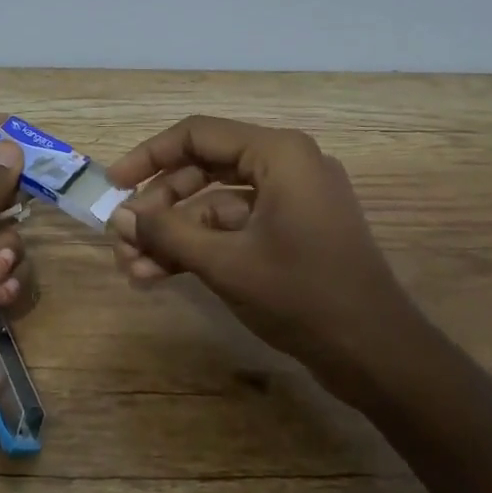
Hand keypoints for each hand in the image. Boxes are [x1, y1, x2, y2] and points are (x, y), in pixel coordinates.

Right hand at [103, 116, 422, 392]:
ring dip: (175, 235)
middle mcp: (285, 165)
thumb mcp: (225, 262)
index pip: (197, 136)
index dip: (149, 157)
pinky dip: (201, 248)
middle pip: (203, 169)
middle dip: (160, 206)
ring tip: (132, 268)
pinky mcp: (292, 232)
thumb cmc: (302, 295)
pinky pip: (236, 228)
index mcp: (278, 153)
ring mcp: (291, 201)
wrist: (378, 356)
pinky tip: (160, 276)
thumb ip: (167, 233)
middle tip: (122, 237)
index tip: (113, 185)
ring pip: (215, 205)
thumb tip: (119, 217)